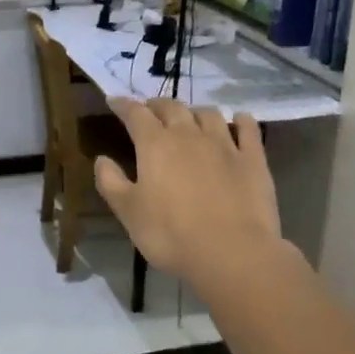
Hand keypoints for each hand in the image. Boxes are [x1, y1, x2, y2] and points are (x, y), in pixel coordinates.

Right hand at [93, 99, 281, 282]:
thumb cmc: (171, 235)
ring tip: (190, 118)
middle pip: (172, 108)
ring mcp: (224, 144)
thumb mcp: (129, 213)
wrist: (232, 253)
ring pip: (208, 114)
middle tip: (151, 111)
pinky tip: (239, 119)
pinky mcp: (253, 159)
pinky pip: (248, 129)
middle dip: (158, 106)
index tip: (114, 100)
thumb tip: (101, 159)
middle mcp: (189, 134)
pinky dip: (242, 120)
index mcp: (155, 145)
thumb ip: (111, 182)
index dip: (123, 105)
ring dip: (195, 111)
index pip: (135, 114)